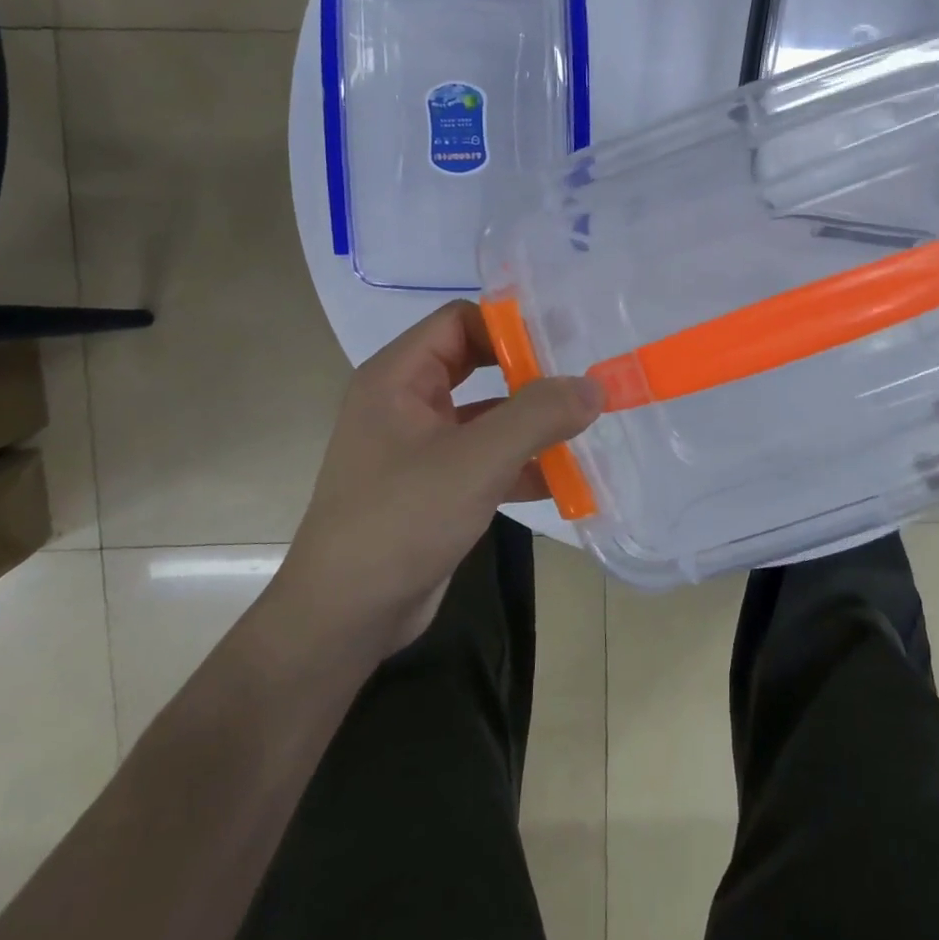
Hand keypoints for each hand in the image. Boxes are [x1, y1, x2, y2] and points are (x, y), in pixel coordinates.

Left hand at [276, 301, 602, 657]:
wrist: (344, 617)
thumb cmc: (401, 520)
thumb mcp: (475, 462)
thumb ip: (538, 416)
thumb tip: (594, 386)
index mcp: (398, 377)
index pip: (460, 321)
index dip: (510, 326)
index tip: (565, 343)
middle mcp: (406, 402)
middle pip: (477, 363)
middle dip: (530, 374)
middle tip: (585, 379)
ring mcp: (419, 446)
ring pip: (486, 415)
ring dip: (532, 423)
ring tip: (587, 427)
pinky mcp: (434, 486)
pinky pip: (485, 458)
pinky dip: (521, 463)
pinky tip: (564, 480)